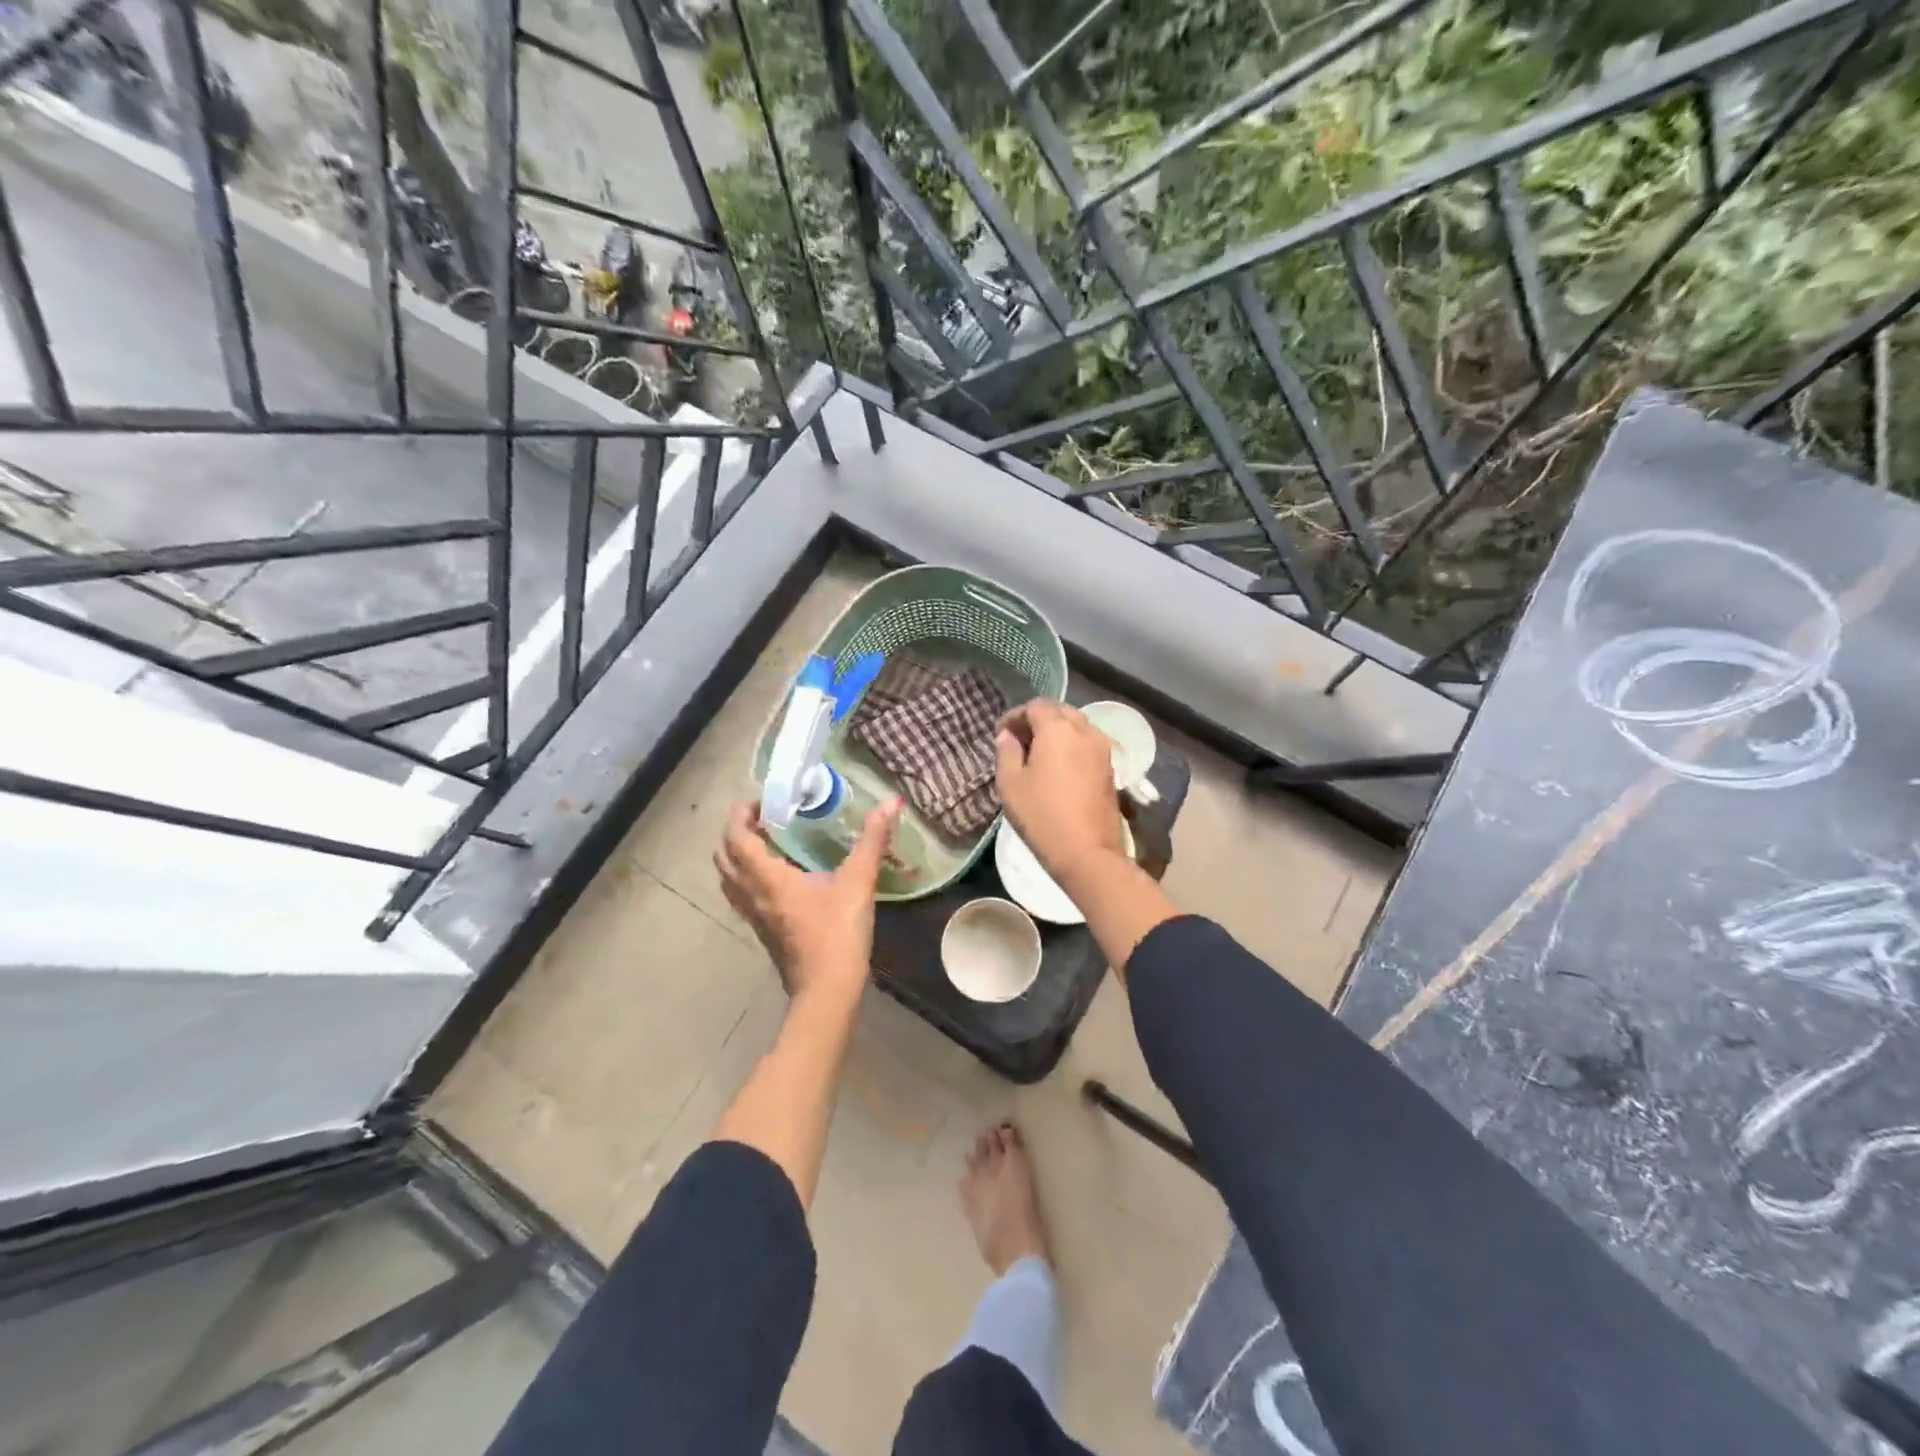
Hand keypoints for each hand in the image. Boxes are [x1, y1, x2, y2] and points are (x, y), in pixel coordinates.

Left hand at [715, 798, 901, 1003]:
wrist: (827, 990)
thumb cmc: (838, 933)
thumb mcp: (858, 882)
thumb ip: (873, 840)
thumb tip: (891, 801)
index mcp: (767, 878)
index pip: (736, 837)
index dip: (741, 815)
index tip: (762, 802)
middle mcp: (752, 895)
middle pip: (724, 858)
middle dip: (737, 833)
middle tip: (765, 821)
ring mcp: (754, 917)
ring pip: (730, 880)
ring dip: (739, 858)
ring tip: (769, 845)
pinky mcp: (763, 933)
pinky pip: (743, 897)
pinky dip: (749, 879)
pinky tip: (779, 879)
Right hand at [995, 700, 1125, 883]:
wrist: (1088, 853)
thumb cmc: (1041, 816)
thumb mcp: (1011, 784)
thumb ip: (1007, 752)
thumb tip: (1008, 735)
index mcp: (1058, 729)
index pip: (1035, 706)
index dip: (1015, 716)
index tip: (1001, 734)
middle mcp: (1085, 731)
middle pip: (1060, 712)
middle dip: (1038, 720)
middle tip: (1019, 741)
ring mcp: (1103, 750)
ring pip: (1078, 728)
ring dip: (1057, 733)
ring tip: (1039, 755)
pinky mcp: (1111, 769)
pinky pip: (1088, 746)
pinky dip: (1072, 747)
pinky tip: (1059, 768)